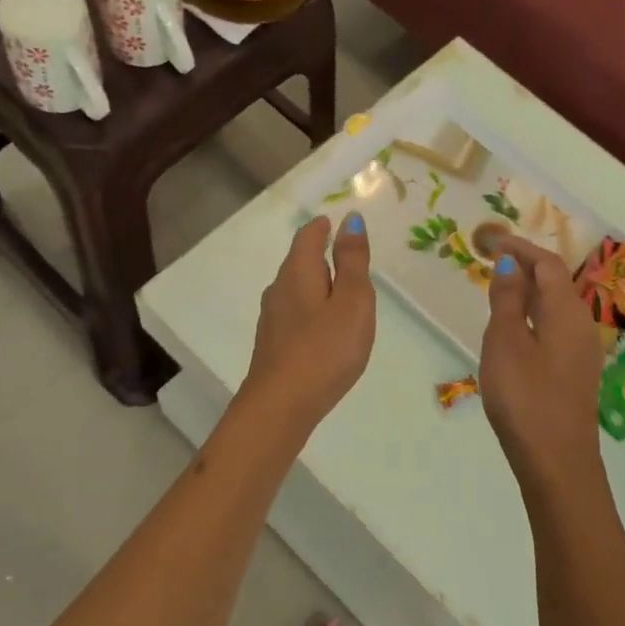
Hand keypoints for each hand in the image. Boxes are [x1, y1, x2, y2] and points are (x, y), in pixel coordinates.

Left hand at [240, 215, 375, 431]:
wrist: (281, 405)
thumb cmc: (325, 349)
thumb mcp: (352, 301)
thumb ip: (353, 261)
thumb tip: (350, 220)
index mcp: (298, 272)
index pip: (307, 237)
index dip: (322, 227)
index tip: (334, 223)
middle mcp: (278, 290)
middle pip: (299, 263)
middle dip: (320, 257)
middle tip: (347, 260)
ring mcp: (271, 319)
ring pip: (295, 291)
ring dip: (316, 287)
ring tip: (340, 297)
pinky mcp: (272, 345)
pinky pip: (294, 316)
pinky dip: (310, 312)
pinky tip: (322, 332)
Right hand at [481, 235, 605, 493]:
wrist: (557, 462)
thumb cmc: (526, 398)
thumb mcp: (506, 343)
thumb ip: (507, 301)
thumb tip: (509, 265)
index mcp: (566, 312)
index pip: (547, 264)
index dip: (520, 248)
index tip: (490, 240)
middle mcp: (580, 325)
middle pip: (555, 282)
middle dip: (525, 266)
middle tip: (490, 261)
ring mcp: (580, 352)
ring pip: (554, 307)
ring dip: (528, 291)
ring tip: (496, 290)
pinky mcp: (573, 373)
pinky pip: (553, 328)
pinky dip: (532, 315)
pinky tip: (512, 330)